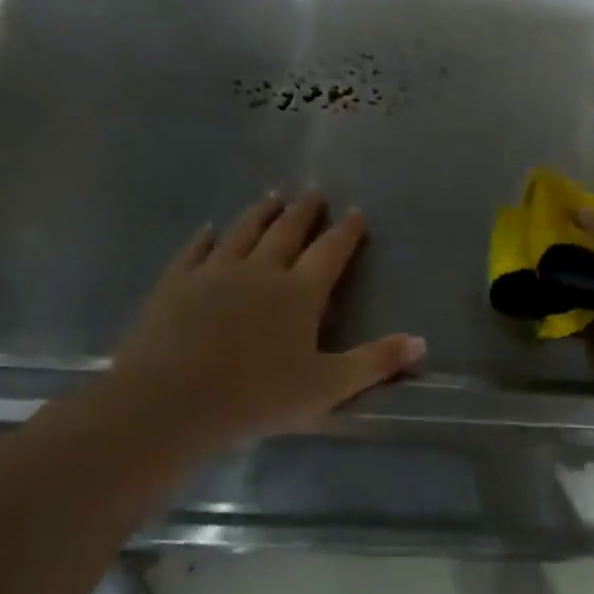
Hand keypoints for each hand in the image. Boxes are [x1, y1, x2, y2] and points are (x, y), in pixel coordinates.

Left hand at [101, 190, 423, 456]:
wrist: (171, 401)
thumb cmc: (257, 396)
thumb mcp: (328, 386)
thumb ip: (375, 362)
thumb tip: (421, 342)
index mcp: (299, 293)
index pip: (329, 252)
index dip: (346, 232)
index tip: (356, 211)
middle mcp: (260, 271)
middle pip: (287, 232)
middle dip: (304, 212)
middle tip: (313, 192)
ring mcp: (214, 273)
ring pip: (243, 232)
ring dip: (260, 213)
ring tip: (272, 196)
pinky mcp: (176, 284)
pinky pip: (195, 250)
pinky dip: (205, 237)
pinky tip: (209, 228)